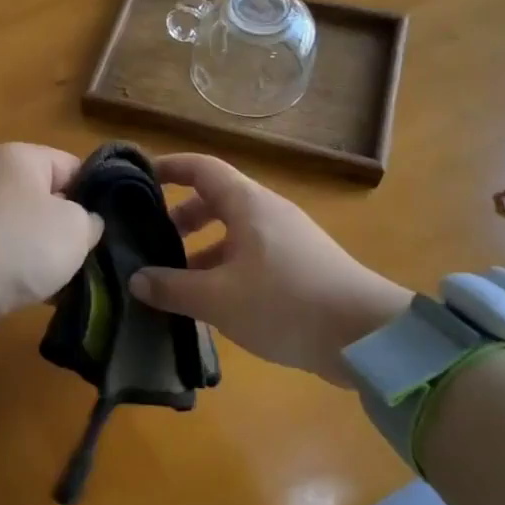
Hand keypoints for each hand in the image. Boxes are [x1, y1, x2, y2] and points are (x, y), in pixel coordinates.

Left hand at [0, 144, 103, 347]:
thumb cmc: (22, 242)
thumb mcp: (76, 226)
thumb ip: (90, 220)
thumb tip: (84, 225)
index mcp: (18, 157)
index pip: (72, 166)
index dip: (96, 193)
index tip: (112, 223)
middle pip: (48, 200)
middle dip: (71, 228)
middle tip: (93, 253)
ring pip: (29, 233)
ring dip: (49, 256)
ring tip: (74, 279)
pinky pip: (8, 258)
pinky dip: (26, 273)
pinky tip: (47, 295)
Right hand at [128, 154, 411, 382]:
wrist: (367, 336)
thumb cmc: (285, 303)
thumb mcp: (218, 299)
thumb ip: (173, 288)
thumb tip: (137, 281)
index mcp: (248, 204)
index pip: (202, 168)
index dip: (169, 168)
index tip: (139, 180)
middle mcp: (268, 212)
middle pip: (216, 200)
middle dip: (182, 219)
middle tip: (154, 243)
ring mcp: (289, 239)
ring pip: (234, 233)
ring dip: (203, 251)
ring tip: (177, 283)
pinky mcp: (302, 266)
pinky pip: (252, 256)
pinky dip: (226, 269)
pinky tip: (215, 304)